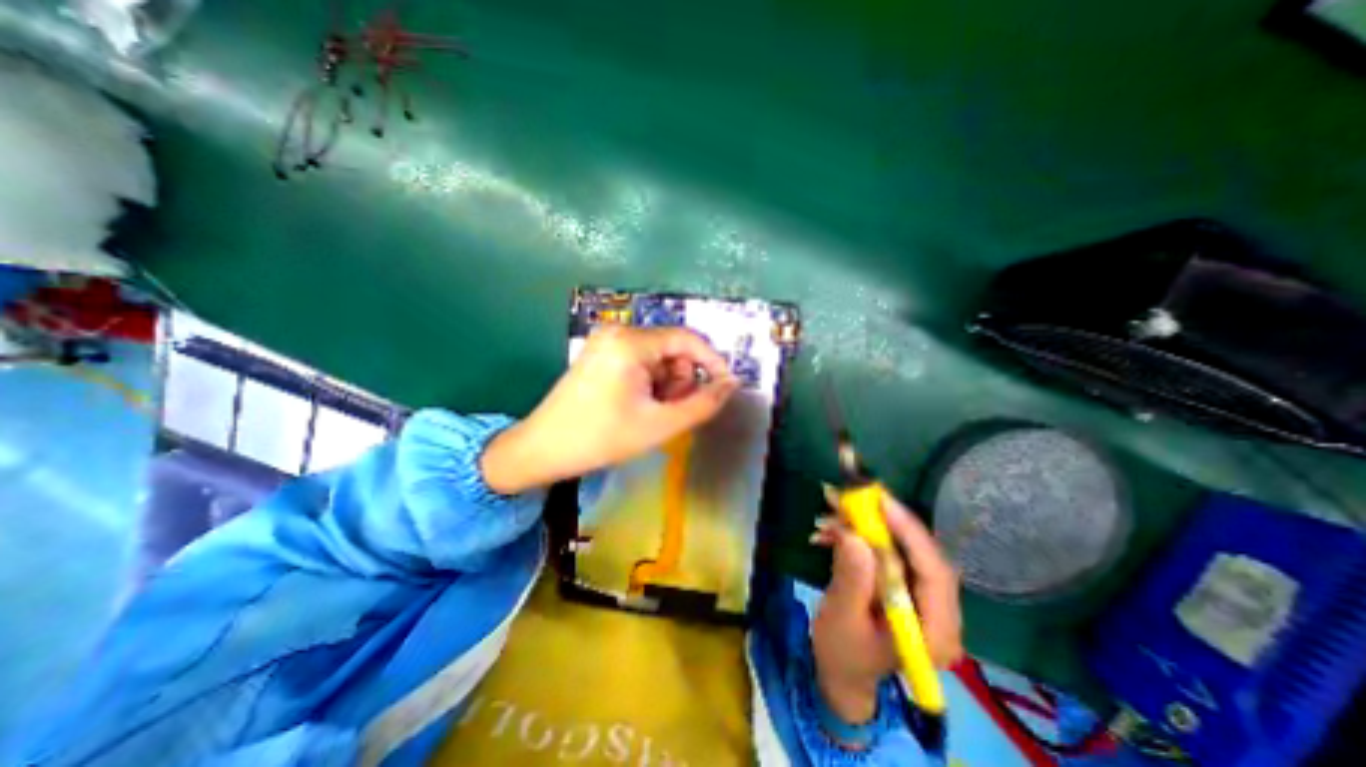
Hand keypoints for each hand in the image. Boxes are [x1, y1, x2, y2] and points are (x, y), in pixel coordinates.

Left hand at [479, 324, 735, 491]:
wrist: (542, 448)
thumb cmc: (601, 438)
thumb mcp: (660, 425)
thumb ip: (703, 403)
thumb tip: (732, 384)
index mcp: (631, 342)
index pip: (687, 339)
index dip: (712, 361)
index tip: (725, 387)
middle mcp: (618, 331)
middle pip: (672, 349)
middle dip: (681, 380)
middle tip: (671, 412)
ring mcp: (607, 340)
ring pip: (658, 357)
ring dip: (666, 384)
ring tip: (652, 413)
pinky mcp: (601, 352)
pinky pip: (641, 360)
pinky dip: (650, 382)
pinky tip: (638, 405)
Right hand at [809, 492, 958, 725]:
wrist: (842, 672)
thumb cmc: (842, 654)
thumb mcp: (841, 619)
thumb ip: (851, 580)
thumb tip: (854, 537)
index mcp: (934, 631)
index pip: (934, 574)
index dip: (910, 534)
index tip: (882, 502)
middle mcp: (939, 611)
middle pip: (921, 554)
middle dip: (886, 522)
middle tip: (855, 495)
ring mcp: (922, 596)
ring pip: (903, 547)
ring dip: (869, 524)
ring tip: (836, 509)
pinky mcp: (904, 583)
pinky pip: (887, 550)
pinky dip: (861, 534)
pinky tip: (834, 529)